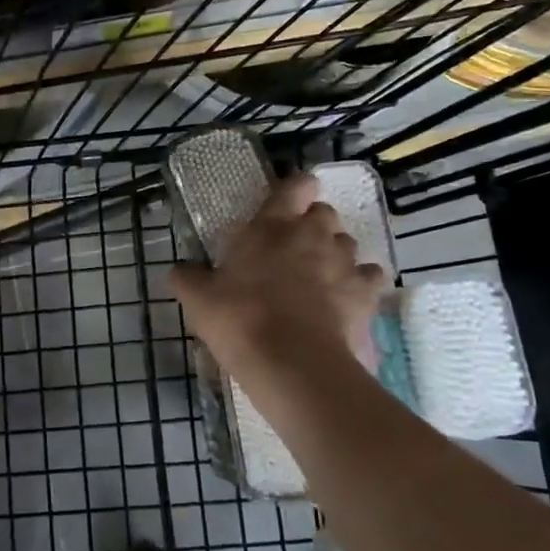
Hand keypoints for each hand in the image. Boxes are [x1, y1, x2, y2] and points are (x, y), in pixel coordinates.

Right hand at [170, 173, 385, 376]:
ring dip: (335, 253)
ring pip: (348, 242)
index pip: (295, 185)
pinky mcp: (366, 294)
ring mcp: (344, 263)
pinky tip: (347, 298)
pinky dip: (360, 282)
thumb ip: (187, 278)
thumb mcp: (199, 300)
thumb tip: (179, 269)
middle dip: (313, 224)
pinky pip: (370, 276)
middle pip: (324, 213)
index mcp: (272, 226)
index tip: (288, 201)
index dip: (295, 188)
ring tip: (320, 276)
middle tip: (294, 248)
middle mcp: (313, 234)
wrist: (294, 365)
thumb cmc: (241, 320)